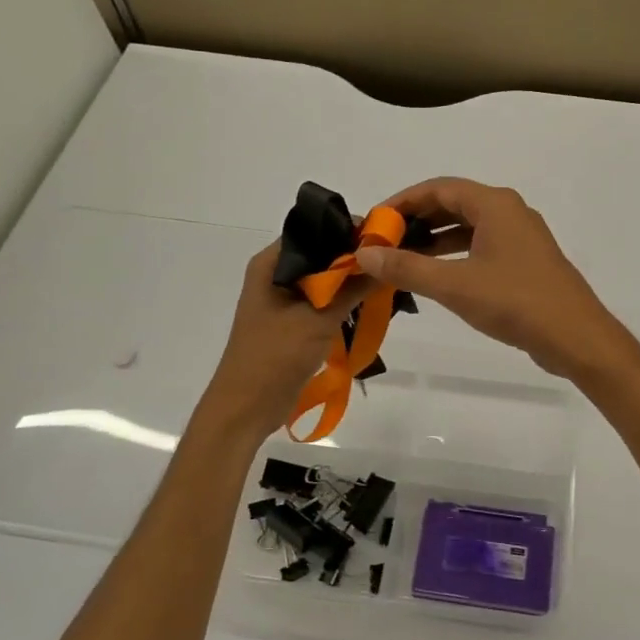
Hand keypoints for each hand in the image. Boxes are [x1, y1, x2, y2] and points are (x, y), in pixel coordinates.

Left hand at [200, 242, 370, 436]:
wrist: (246, 408)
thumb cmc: (274, 357)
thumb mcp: (318, 319)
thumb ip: (352, 288)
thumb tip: (385, 259)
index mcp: (271, 264)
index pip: (315, 231)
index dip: (348, 230)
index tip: (384, 236)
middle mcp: (276, 274)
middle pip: (322, 254)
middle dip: (354, 257)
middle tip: (393, 259)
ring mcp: (284, 299)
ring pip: (326, 278)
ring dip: (351, 281)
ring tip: (387, 280)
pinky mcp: (293, 321)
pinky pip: (324, 301)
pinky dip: (344, 301)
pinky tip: (370, 303)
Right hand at [354, 178, 632, 380]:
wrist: (575, 336)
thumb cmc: (515, 302)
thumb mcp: (454, 285)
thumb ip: (407, 267)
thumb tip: (365, 253)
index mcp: (495, 204)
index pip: (438, 188)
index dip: (402, 202)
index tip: (373, 222)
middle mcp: (509, 211)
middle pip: (453, 204)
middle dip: (416, 220)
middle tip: (382, 242)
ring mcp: (521, 236)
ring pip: (468, 227)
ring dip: (434, 240)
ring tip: (401, 259)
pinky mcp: (526, 261)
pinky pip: (482, 246)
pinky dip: (455, 255)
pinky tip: (436, 276)